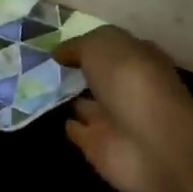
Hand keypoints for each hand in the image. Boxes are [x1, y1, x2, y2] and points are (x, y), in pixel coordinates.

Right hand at [56, 27, 192, 191]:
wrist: (150, 144)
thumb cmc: (130, 82)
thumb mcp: (100, 46)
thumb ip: (77, 46)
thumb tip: (58, 53)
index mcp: (139, 59)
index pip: (114, 48)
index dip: (90, 44)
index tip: (61, 45)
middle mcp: (129, 88)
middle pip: (101, 77)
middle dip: (79, 71)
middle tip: (45, 65)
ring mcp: (116, 119)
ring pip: (89, 105)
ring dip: (71, 98)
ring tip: (42, 89)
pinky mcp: (101, 146)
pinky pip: (80, 131)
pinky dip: (70, 125)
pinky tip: (53, 118)